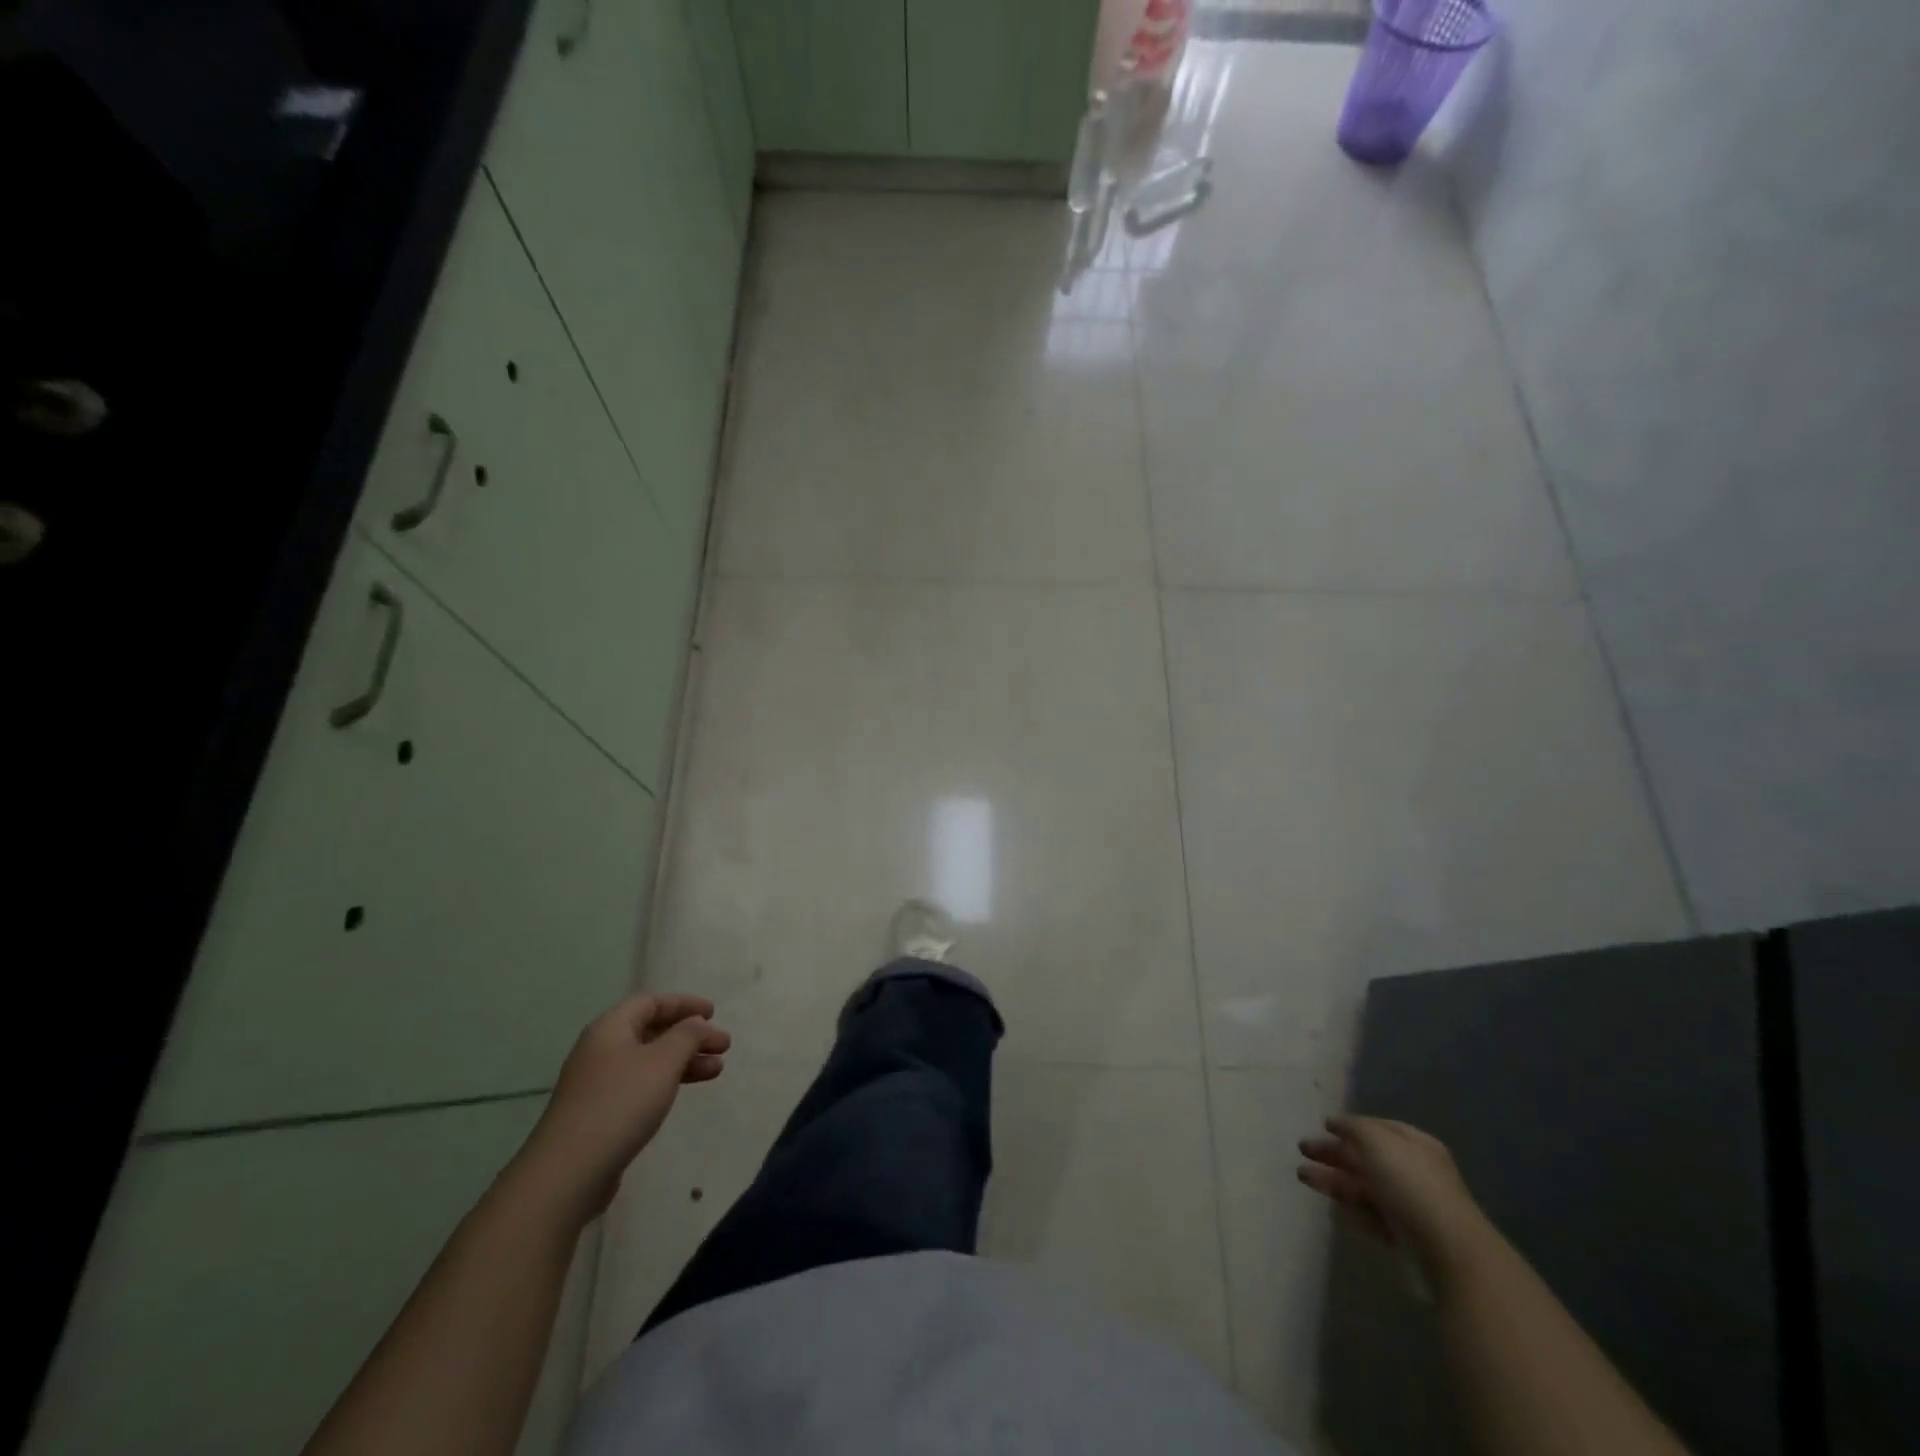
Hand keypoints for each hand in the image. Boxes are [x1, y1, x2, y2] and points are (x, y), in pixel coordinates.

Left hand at [510, 994, 730, 1229]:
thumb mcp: (663, 1061)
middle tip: (723, 1046)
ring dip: (684, 1060)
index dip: (684, 1004)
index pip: (651, 1002)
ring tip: (716, 1071)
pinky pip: (641, 1085)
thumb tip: (697, 1024)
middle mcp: (601, 1049)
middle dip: (690, 1036)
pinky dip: (667, 1082)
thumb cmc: (620, 1104)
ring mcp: (597, 1083)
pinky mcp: (599, 1113)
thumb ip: (687, 1035)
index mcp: (611, 1028)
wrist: (567, 1173)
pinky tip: (683, 1093)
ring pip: (649, 1060)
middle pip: (652, 1031)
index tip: (713, 1013)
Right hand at [1298, 1115, 1487, 1280]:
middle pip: (1366, 1157)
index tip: (1322, 1126)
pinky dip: (1350, 1209)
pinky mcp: (1403, 1235)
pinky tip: (1330, 1207)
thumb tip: (1335, 1123)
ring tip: (1302, 1176)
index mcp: (1413, 1144)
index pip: (1377, 1127)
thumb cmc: (1410, 1184)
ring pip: (1363, 1186)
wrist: (1447, 1250)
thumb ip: (1352, 1127)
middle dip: (1333, 1152)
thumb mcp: (1377, 1141)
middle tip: (1302, 1150)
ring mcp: (1408, 1205)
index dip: (1349, 1125)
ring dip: (1332, 1179)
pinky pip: (1370, 1215)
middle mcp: (1412, 1171)